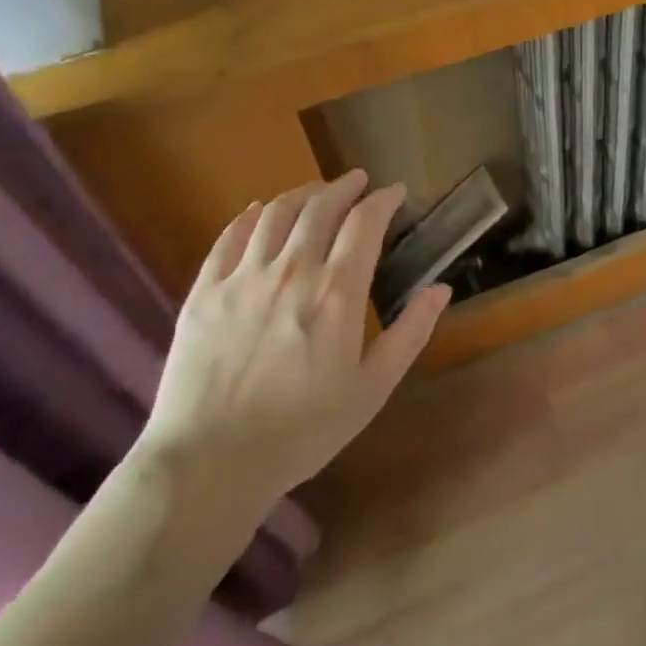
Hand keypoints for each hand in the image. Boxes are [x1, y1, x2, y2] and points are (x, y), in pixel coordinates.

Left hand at [135, 171, 448, 518]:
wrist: (210, 463)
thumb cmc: (303, 430)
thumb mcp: (372, 388)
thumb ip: (410, 333)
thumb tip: (441, 289)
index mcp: (335, 293)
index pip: (364, 223)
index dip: (382, 200)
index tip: (394, 192)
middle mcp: (291, 272)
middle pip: (320, 207)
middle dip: (344, 186)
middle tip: (357, 181)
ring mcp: (242, 278)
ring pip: (275, 213)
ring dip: (301, 194)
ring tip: (316, 191)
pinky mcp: (204, 292)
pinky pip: (229, 237)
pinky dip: (249, 216)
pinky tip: (258, 212)